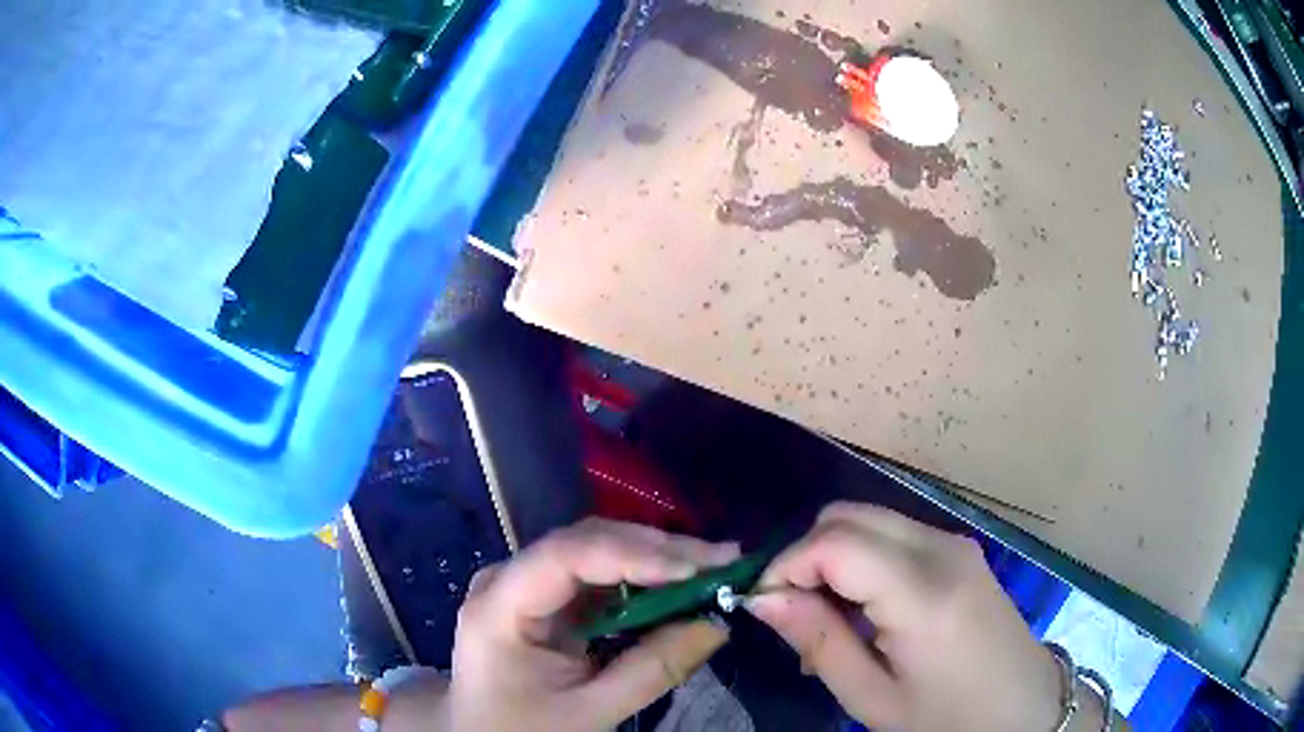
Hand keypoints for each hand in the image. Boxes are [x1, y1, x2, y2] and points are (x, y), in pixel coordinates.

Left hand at [448, 518, 739, 730]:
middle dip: (656, 550)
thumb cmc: (524, 731)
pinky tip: (676, 584)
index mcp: (498, 607)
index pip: (567, 556)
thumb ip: (652, 670)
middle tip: (722, 561)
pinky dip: (639, 578)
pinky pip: (595, 575)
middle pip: (584, 543)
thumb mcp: (589, 712)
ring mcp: (523, 585)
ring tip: (710, 568)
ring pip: (594, 551)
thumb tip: (717, 624)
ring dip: (653, 558)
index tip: (698, 568)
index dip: (636, 554)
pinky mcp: (542, 598)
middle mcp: (507, 580)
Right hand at [748, 502, 1065, 731]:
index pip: (834, 542)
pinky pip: (893, 533)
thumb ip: (818, 640)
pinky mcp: (960, 548)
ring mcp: (955, 542)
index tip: (764, 605)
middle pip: (847, 515)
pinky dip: (861, 558)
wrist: (1023, 707)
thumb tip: (763, 598)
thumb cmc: (947, 716)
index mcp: (923, 592)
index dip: (785, 564)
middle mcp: (941, 548)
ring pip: (868, 518)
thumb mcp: (872, 696)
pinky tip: (864, 607)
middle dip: (804, 555)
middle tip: (793, 613)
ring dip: (832, 556)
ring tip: (828, 617)